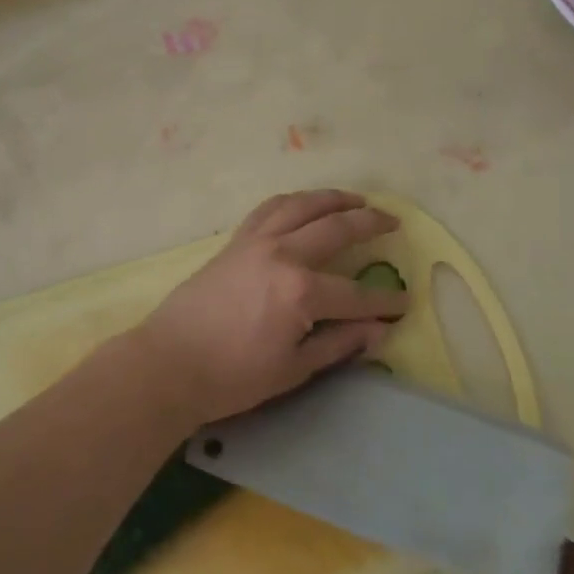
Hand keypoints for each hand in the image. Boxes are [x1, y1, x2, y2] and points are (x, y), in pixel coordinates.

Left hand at [128, 189, 407, 424]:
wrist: (170, 362)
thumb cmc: (233, 376)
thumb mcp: (293, 369)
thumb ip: (339, 344)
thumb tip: (379, 331)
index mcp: (301, 291)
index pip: (356, 294)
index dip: (384, 302)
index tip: (404, 303)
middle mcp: (282, 254)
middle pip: (335, 229)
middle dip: (370, 224)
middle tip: (393, 223)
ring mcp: (256, 241)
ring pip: (302, 205)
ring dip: (333, 198)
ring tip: (357, 199)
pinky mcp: (236, 240)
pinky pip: (270, 208)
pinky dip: (294, 200)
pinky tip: (305, 203)